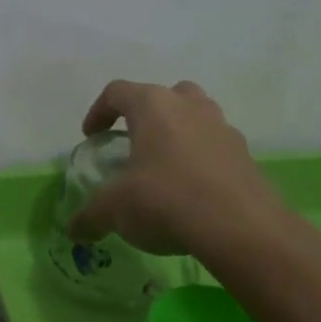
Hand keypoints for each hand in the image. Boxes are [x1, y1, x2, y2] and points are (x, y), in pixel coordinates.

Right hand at [68, 79, 290, 257]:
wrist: (240, 227)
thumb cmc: (165, 200)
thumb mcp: (114, 210)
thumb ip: (89, 216)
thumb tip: (74, 229)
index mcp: (153, 106)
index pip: (117, 92)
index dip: (98, 111)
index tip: (92, 137)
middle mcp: (190, 106)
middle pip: (164, 95)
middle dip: (147, 115)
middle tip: (135, 143)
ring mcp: (223, 128)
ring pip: (196, 117)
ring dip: (179, 134)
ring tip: (165, 167)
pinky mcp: (246, 156)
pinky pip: (216, 147)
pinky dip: (202, 161)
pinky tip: (193, 192)